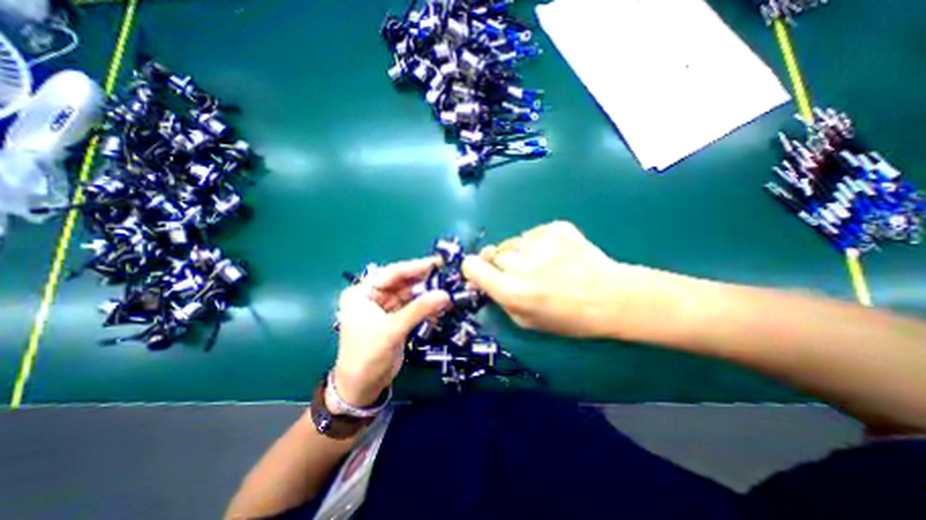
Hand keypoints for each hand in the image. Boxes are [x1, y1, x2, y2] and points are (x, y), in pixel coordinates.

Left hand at [334, 258, 452, 407]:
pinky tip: (440, 303)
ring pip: (409, 294)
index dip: (415, 267)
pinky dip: (425, 305)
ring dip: (427, 293)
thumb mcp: (393, 329)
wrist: (362, 388)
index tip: (437, 262)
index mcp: (362, 292)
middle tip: (446, 275)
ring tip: (447, 288)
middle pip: (402, 282)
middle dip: (423, 280)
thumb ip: (419, 310)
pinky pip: (413, 306)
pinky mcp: (396, 319)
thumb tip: (445, 294)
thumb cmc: (368, 355)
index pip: (392, 273)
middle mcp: (373, 296)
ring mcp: (385, 307)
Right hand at [461, 219, 678, 337]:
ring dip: (519, 252)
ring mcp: (541, 242)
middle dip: (499, 263)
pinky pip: (532, 233)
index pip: (473, 267)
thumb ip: (499, 298)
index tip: (479, 271)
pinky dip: (537, 243)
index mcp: (513, 291)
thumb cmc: (568, 318)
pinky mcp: (556, 228)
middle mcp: (523, 265)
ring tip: (540, 263)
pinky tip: (554, 254)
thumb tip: (481, 281)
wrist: (611, 297)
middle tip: (518, 273)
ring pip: (512, 242)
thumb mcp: (526, 321)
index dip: (473, 268)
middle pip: (492, 253)